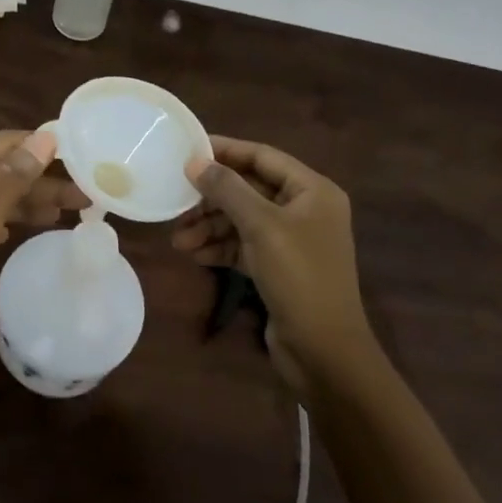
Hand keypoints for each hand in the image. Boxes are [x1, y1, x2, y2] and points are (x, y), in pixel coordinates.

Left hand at [0, 129, 89, 337]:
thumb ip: (13, 178)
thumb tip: (46, 137)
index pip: (6, 141)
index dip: (40, 144)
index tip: (78, 155)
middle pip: (2, 169)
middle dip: (40, 180)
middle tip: (82, 197)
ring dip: (25, 201)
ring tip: (62, 214)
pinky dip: (3, 220)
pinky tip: (16, 232)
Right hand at [171, 136, 373, 389]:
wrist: (324, 352)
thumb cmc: (299, 277)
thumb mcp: (261, 226)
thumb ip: (227, 189)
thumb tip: (194, 162)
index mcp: (312, 191)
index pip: (263, 157)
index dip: (225, 151)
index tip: (187, 150)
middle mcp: (304, 210)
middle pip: (249, 190)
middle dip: (211, 199)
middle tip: (177, 203)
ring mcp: (291, 240)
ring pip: (242, 220)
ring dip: (210, 227)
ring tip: (179, 240)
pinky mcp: (278, 267)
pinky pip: (243, 246)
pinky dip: (219, 248)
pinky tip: (194, 255)